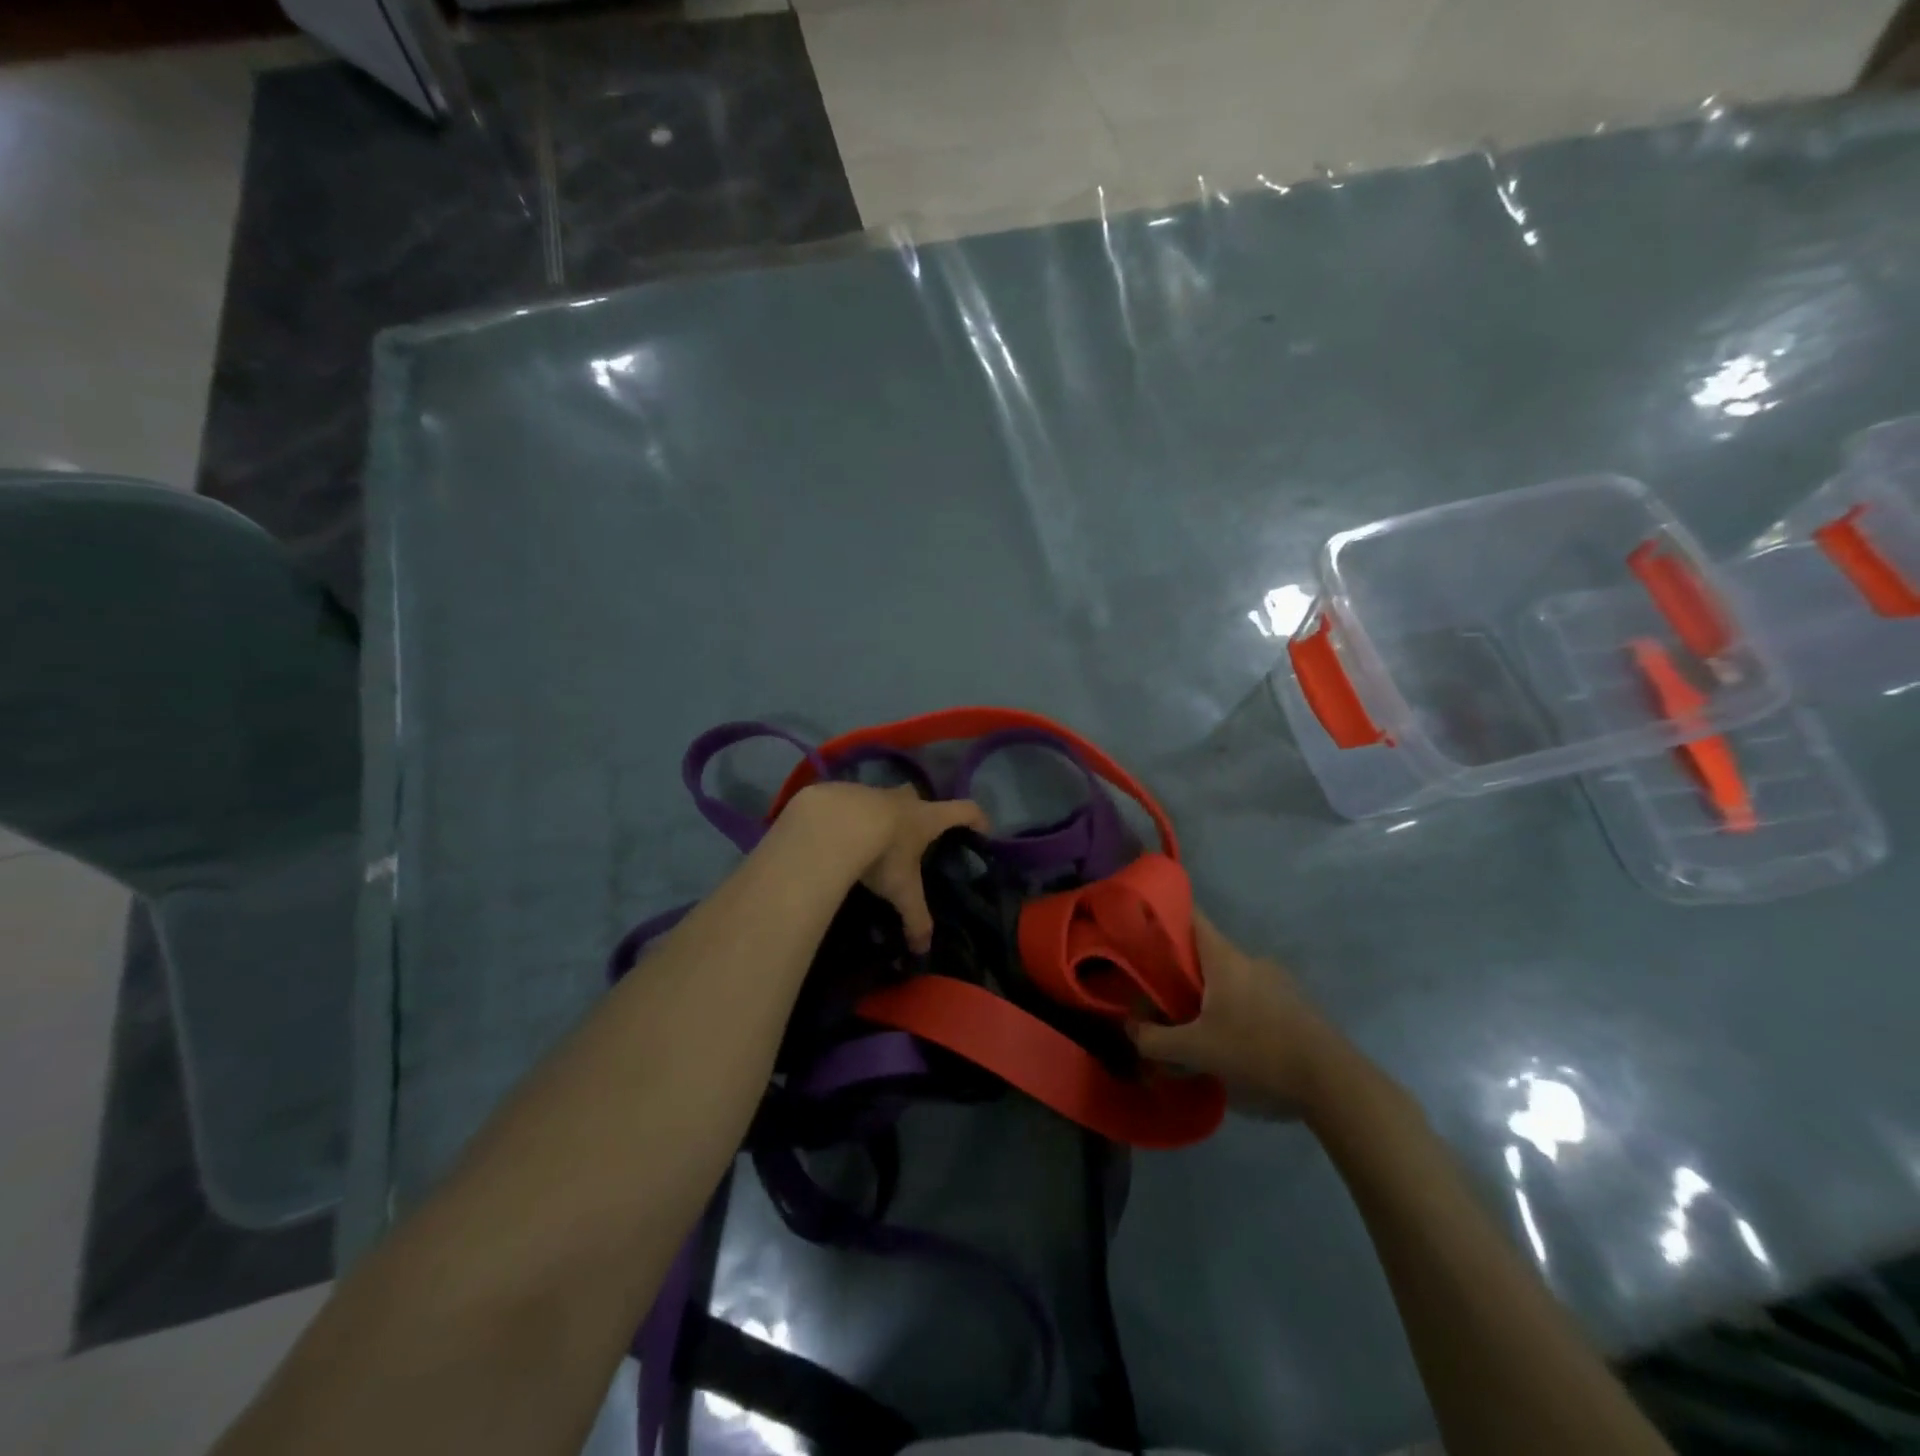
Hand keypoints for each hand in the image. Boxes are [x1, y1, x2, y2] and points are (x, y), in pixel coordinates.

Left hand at [781, 783, 987, 952]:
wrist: (831, 825)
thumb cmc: (882, 854)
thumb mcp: (902, 891)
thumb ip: (915, 918)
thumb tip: (923, 948)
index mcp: (927, 817)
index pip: (965, 810)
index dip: (977, 818)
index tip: (983, 829)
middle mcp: (903, 799)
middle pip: (919, 799)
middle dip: (919, 814)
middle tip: (913, 837)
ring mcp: (871, 791)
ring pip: (883, 799)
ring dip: (881, 816)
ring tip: (871, 841)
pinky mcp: (841, 791)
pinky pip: (851, 802)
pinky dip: (850, 817)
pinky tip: (839, 836)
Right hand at [1132, 913, 1348, 1116]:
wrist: (1333, 1082)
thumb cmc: (1258, 1052)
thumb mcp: (1197, 1051)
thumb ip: (1156, 1040)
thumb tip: (1130, 1028)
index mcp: (1225, 957)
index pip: (1191, 916)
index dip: (1165, 913)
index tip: (1142, 921)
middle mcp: (1251, 960)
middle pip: (1206, 952)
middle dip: (1181, 968)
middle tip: (1158, 991)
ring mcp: (1277, 981)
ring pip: (1230, 977)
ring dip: (1209, 993)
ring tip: (1193, 1024)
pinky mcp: (1295, 1005)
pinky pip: (1252, 996)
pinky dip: (1234, 1008)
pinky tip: (1230, 1040)